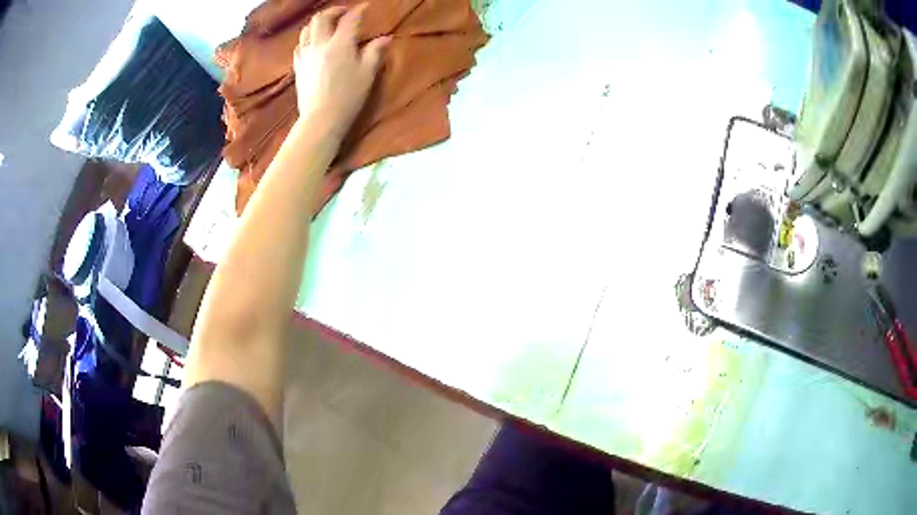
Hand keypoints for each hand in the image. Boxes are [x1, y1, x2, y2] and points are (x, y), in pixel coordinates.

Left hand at [293, 4, 390, 140]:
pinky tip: (314, 43)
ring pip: (307, 29)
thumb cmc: (348, 97)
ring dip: (318, 22)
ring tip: (328, 25)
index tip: (365, 8)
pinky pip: (300, 44)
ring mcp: (306, 55)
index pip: (349, 19)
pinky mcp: (298, 66)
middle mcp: (320, 44)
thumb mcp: (367, 74)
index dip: (358, 11)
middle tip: (344, 13)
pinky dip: (308, 38)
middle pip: (321, 18)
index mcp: (340, 44)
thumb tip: (385, 38)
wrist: (321, 119)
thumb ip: (375, 52)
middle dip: (333, 11)